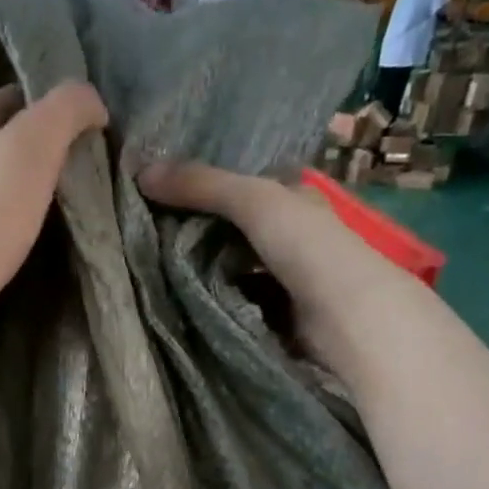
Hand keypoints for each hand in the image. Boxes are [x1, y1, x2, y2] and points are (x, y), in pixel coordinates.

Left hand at [0, 81, 107, 318]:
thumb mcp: (37, 142)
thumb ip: (67, 108)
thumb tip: (93, 102)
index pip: (14, 96)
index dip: (51, 107)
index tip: (82, 131)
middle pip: (2, 137)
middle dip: (37, 147)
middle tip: (74, 168)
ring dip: (21, 183)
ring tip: (54, 201)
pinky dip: (6, 214)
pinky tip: (23, 230)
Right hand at [137, 161, 420, 363]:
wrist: (347, 319)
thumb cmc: (308, 248)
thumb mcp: (253, 201)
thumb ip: (202, 185)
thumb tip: (140, 169)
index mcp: (293, 200)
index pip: (243, 188)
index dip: (205, 189)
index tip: (160, 195)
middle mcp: (292, 237)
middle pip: (233, 231)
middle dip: (196, 234)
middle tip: (146, 235)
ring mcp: (285, 280)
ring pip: (232, 270)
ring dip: (201, 272)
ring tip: (153, 270)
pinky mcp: (277, 318)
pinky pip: (235, 304)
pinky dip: (213, 303)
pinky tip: (182, 303)